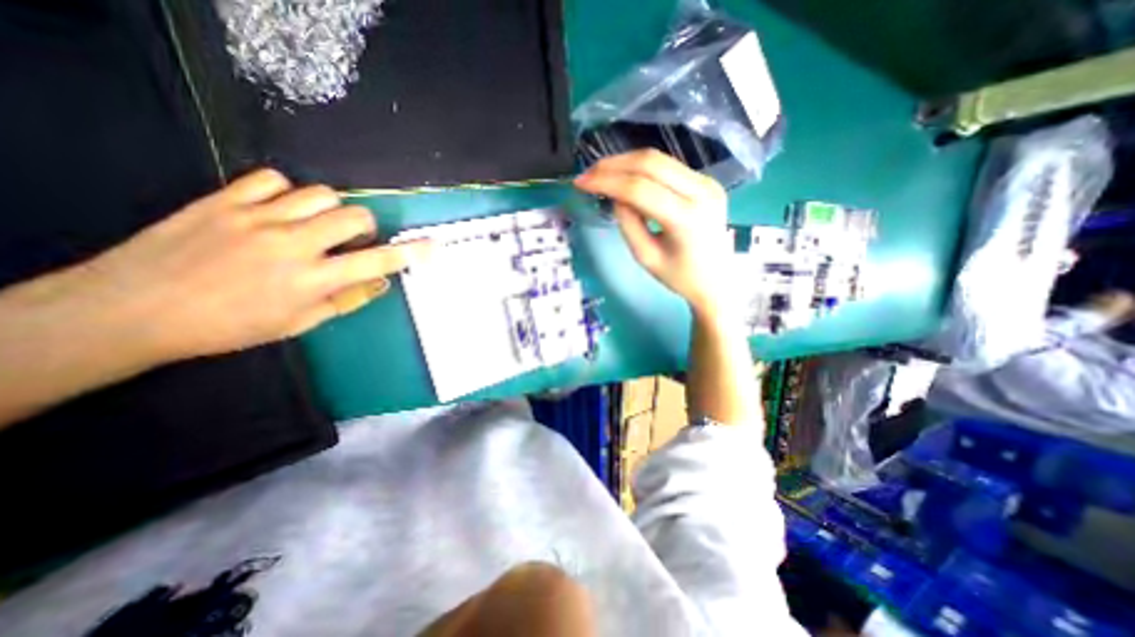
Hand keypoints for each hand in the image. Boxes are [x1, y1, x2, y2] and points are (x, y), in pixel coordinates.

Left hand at [71, 166, 432, 362]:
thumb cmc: (231, 326)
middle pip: (354, 216)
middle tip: (350, 240)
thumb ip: (346, 300)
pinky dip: (287, 191)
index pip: (376, 262)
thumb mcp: (299, 323)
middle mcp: (292, 244)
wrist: (135, 309)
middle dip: (364, 226)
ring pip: (321, 193)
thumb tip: (381, 283)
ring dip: (331, 209)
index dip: (409, 253)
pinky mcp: (224, 199)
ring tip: (315, 223)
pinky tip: (280, 208)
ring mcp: (257, 217)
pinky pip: (272, 178)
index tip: (431, 246)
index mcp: (311, 280)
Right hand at [578, 150, 726, 317]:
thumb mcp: (645, 256)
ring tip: (601, 172)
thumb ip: (628, 223)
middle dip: (613, 165)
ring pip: (659, 159)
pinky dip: (642, 168)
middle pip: (650, 163)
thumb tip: (615, 195)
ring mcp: (707, 182)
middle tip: (587, 174)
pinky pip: (668, 166)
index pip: (640, 189)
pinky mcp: (706, 181)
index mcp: (687, 218)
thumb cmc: (680, 277)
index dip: (607, 182)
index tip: (580, 183)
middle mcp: (702, 191)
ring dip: (625, 162)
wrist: (718, 281)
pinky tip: (625, 176)